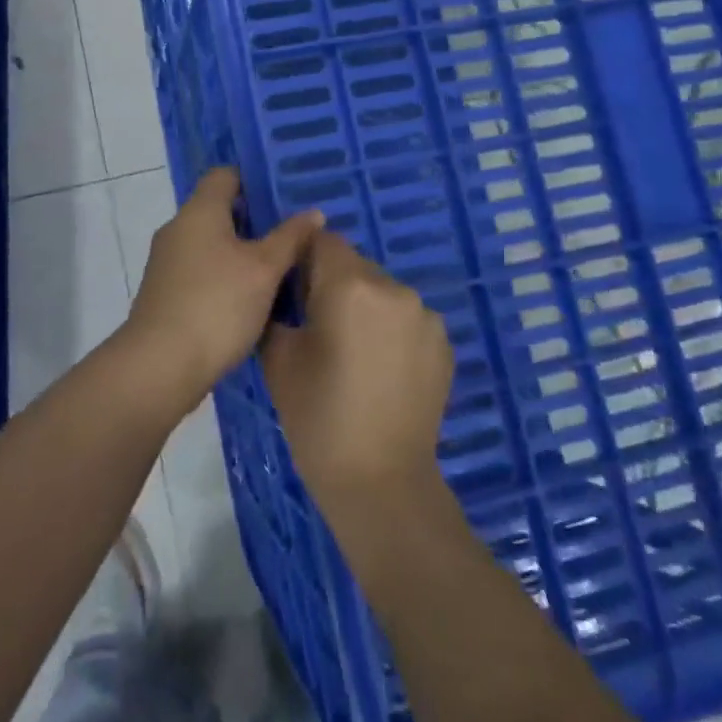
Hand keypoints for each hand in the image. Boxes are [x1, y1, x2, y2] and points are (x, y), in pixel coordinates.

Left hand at [123, 168, 323, 412]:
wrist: (160, 366)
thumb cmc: (216, 305)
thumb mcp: (264, 269)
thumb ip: (290, 238)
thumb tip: (313, 213)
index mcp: (199, 212)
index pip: (225, 175)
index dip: (255, 178)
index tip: (286, 193)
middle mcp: (178, 229)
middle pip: (220, 210)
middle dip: (257, 219)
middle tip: (296, 230)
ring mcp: (168, 263)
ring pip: (213, 243)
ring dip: (244, 250)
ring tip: (283, 264)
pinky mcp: (167, 293)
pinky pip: (204, 270)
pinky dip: (228, 274)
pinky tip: (254, 295)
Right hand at [260, 232, 454, 512]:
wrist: (380, 480)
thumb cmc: (318, 417)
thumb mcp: (278, 358)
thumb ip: (278, 308)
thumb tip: (283, 291)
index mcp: (351, 285)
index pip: (322, 241)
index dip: (303, 258)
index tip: (292, 290)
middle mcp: (394, 288)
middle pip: (355, 265)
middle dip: (334, 284)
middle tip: (317, 326)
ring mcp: (426, 315)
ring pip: (383, 291)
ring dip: (365, 307)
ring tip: (352, 353)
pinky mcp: (444, 343)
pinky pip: (407, 318)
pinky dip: (391, 330)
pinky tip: (381, 369)